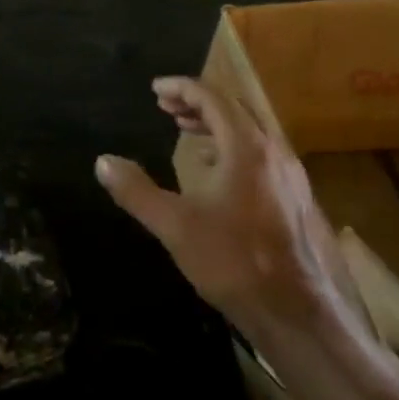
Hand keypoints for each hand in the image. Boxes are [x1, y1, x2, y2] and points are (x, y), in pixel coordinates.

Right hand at [95, 76, 366, 339]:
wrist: (294, 310)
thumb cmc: (232, 261)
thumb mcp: (174, 225)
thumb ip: (136, 190)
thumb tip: (103, 161)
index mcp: (247, 149)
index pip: (213, 99)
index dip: (182, 88)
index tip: (155, 89)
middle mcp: (274, 152)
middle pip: (236, 109)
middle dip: (198, 102)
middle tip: (165, 106)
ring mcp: (290, 175)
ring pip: (251, 131)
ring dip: (216, 123)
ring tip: (185, 129)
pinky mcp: (295, 197)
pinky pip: (261, 152)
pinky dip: (232, 145)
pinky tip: (215, 168)